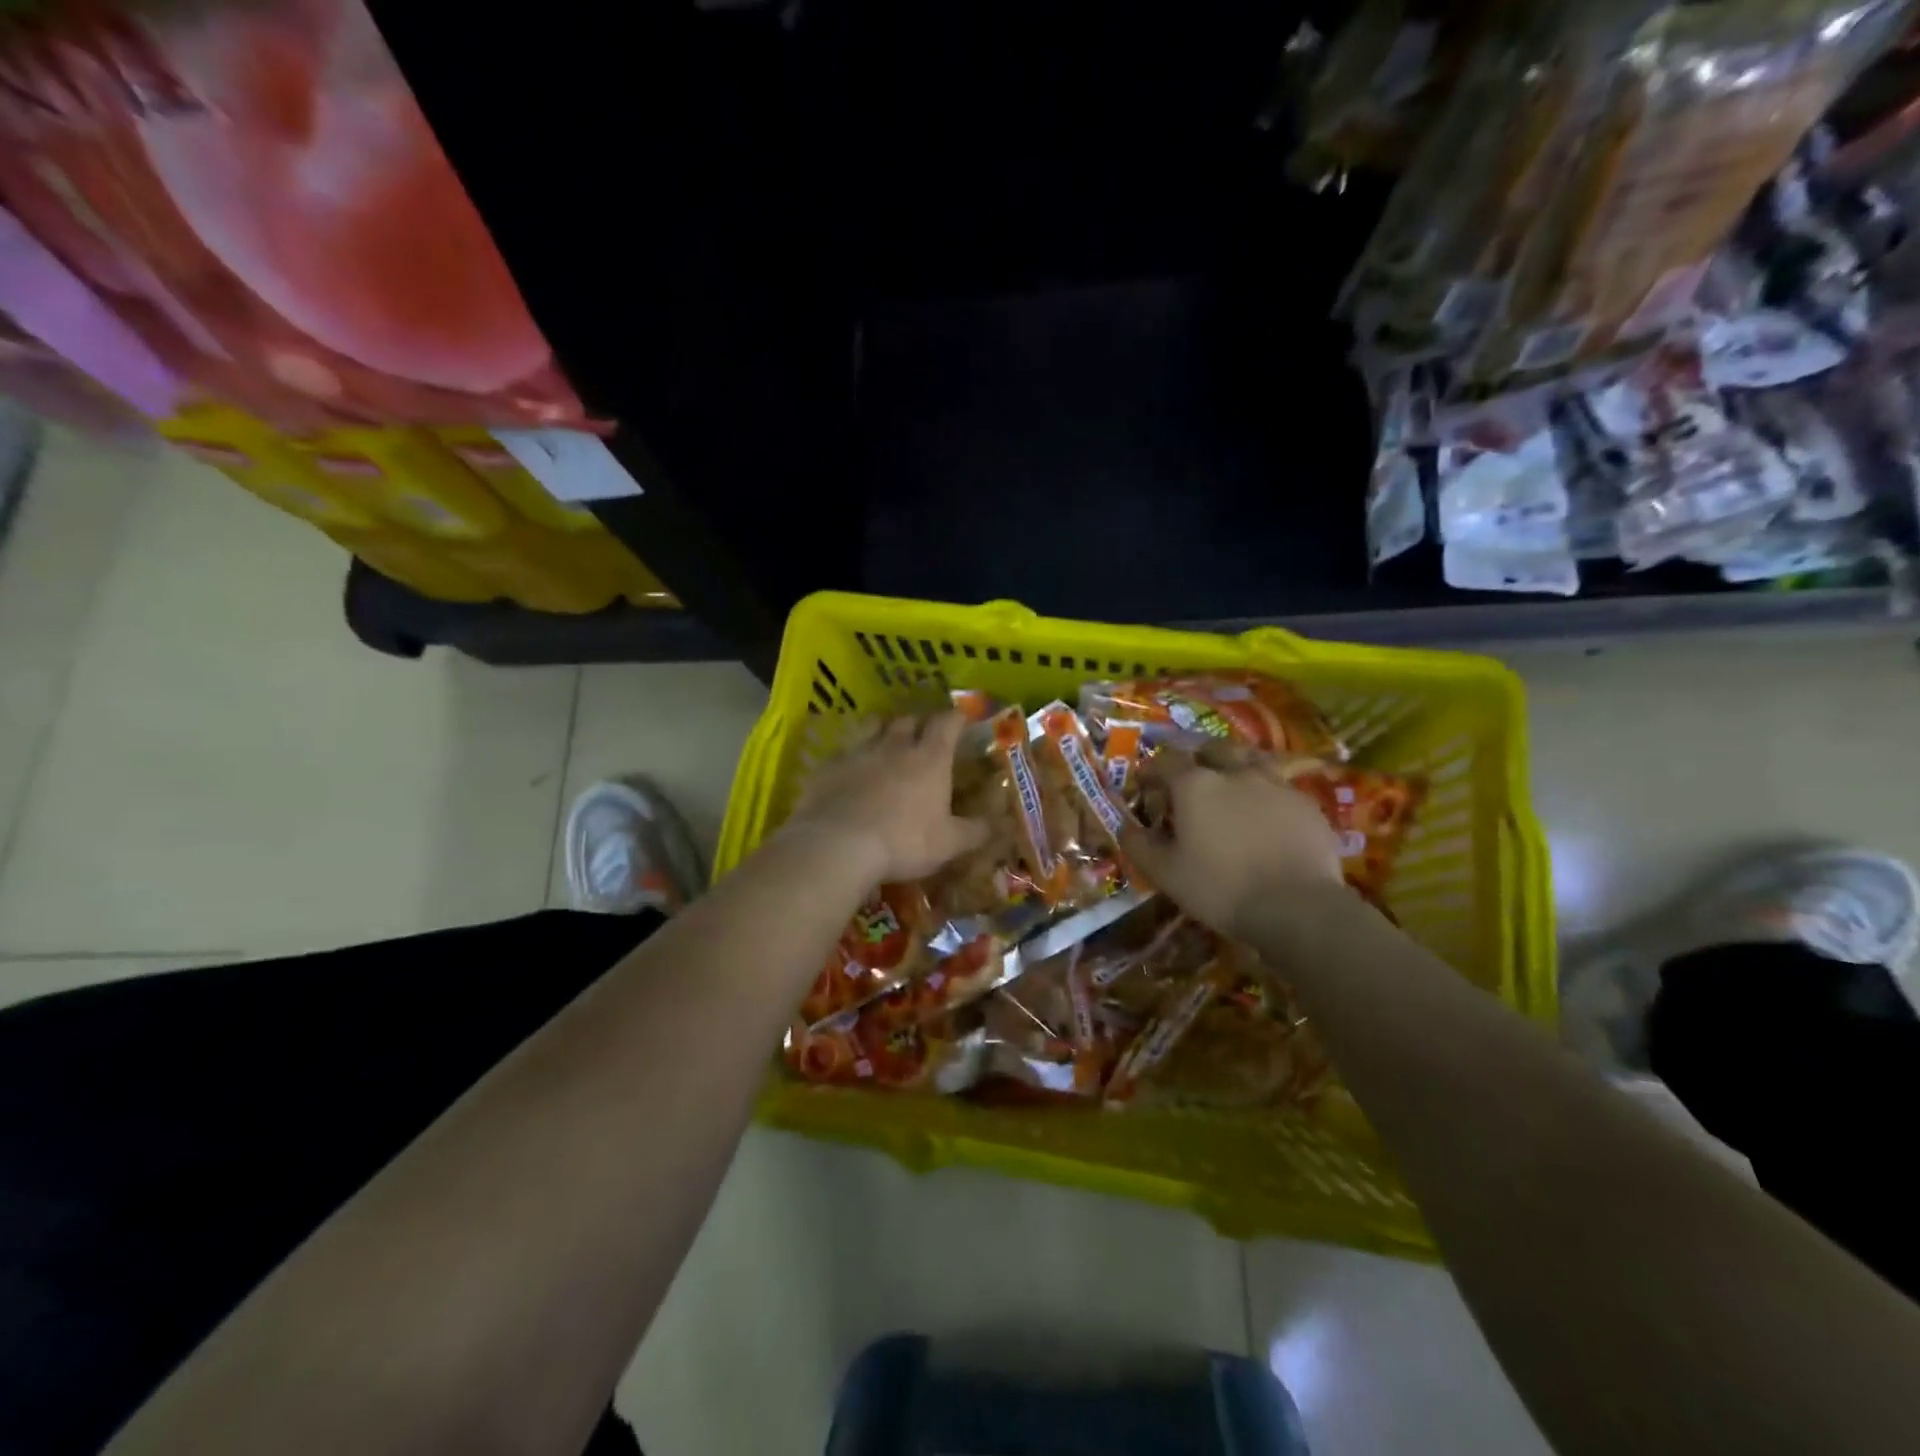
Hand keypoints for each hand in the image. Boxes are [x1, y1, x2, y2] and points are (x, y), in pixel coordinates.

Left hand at [781, 711, 989, 884]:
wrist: (838, 844)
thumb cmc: (903, 841)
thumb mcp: (948, 844)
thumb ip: (975, 831)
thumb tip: (1001, 825)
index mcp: (930, 758)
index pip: (947, 723)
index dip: (956, 718)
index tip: (961, 720)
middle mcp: (896, 745)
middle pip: (909, 720)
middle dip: (918, 724)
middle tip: (923, 735)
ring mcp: (859, 752)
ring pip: (873, 726)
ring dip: (883, 729)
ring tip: (886, 740)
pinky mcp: (829, 765)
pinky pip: (844, 750)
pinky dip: (852, 754)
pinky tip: (851, 768)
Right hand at [1121, 742, 1346, 936]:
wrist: (1296, 907)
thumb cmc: (1220, 888)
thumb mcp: (1165, 874)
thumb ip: (1139, 845)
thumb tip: (1124, 826)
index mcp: (1195, 785)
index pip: (1166, 762)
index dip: (1152, 770)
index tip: (1146, 784)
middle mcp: (1234, 772)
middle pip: (1213, 749)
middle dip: (1198, 758)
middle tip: (1191, 779)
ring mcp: (1275, 784)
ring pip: (1251, 759)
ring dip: (1235, 766)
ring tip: (1232, 785)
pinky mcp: (1306, 803)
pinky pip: (1280, 785)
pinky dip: (1266, 792)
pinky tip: (1266, 813)